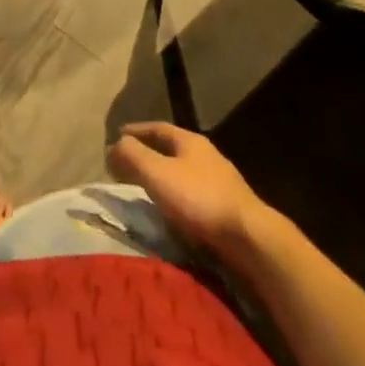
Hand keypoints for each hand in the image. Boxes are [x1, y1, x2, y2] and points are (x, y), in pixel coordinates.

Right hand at [107, 123, 264, 252]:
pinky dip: (176, 195)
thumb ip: (131, 155)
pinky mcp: (227, 208)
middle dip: (148, 153)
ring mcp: (221, 182)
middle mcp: (207, 156)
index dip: (135, 131)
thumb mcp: (156, 172)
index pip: (157, 128)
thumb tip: (114, 146)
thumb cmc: (198, 198)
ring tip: (145, 186)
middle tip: (128, 161)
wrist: (250, 238)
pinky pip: (193, 194)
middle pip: (171, 148)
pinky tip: (170, 208)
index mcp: (190, 141)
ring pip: (183, 172)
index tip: (117, 135)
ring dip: (163, 175)